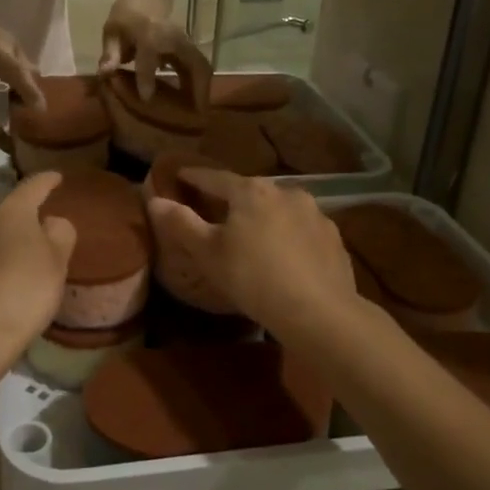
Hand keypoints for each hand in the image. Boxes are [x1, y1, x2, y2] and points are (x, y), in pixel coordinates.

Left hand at [0, 172, 77, 365]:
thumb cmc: (25, 291)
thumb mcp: (58, 262)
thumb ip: (60, 234)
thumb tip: (50, 222)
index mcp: (10, 212)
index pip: (32, 187)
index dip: (46, 181)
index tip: (56, 178)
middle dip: (3, 216)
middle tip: (21, 233)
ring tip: (2, 262)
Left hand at [99, 3, 211, 110]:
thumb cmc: (126, 15)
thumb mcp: (112, 30)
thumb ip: (110, 53)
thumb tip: (105, 73)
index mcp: (150, 33)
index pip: (149, 56)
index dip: (147, 77)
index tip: (146, 99)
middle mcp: (173, 38)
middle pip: (193, 63)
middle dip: (196, 89)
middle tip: (195, 116)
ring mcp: (185, 42)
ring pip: (202, 66)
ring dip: (203, 90)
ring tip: (199, 115)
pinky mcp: (190, 48)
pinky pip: (200, 67)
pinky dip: (200, 85)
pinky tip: (195, 104)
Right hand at [146, 170, 358, 338]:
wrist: (318, 312)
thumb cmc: (253, 277)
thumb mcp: (208, 253)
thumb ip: (181, 224)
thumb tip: (155, 200)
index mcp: (251, 191)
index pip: (215, 177)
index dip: (195, 177)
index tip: (181, 176)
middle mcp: (286, 192)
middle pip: (251, 191)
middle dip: (233, 199)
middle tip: (217, 210)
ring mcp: (316, 214)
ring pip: (281, 209)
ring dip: (265, 217)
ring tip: (253, 235)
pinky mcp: (334, 239)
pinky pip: (302, 231)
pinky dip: (289, 236)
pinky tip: (285, 256)